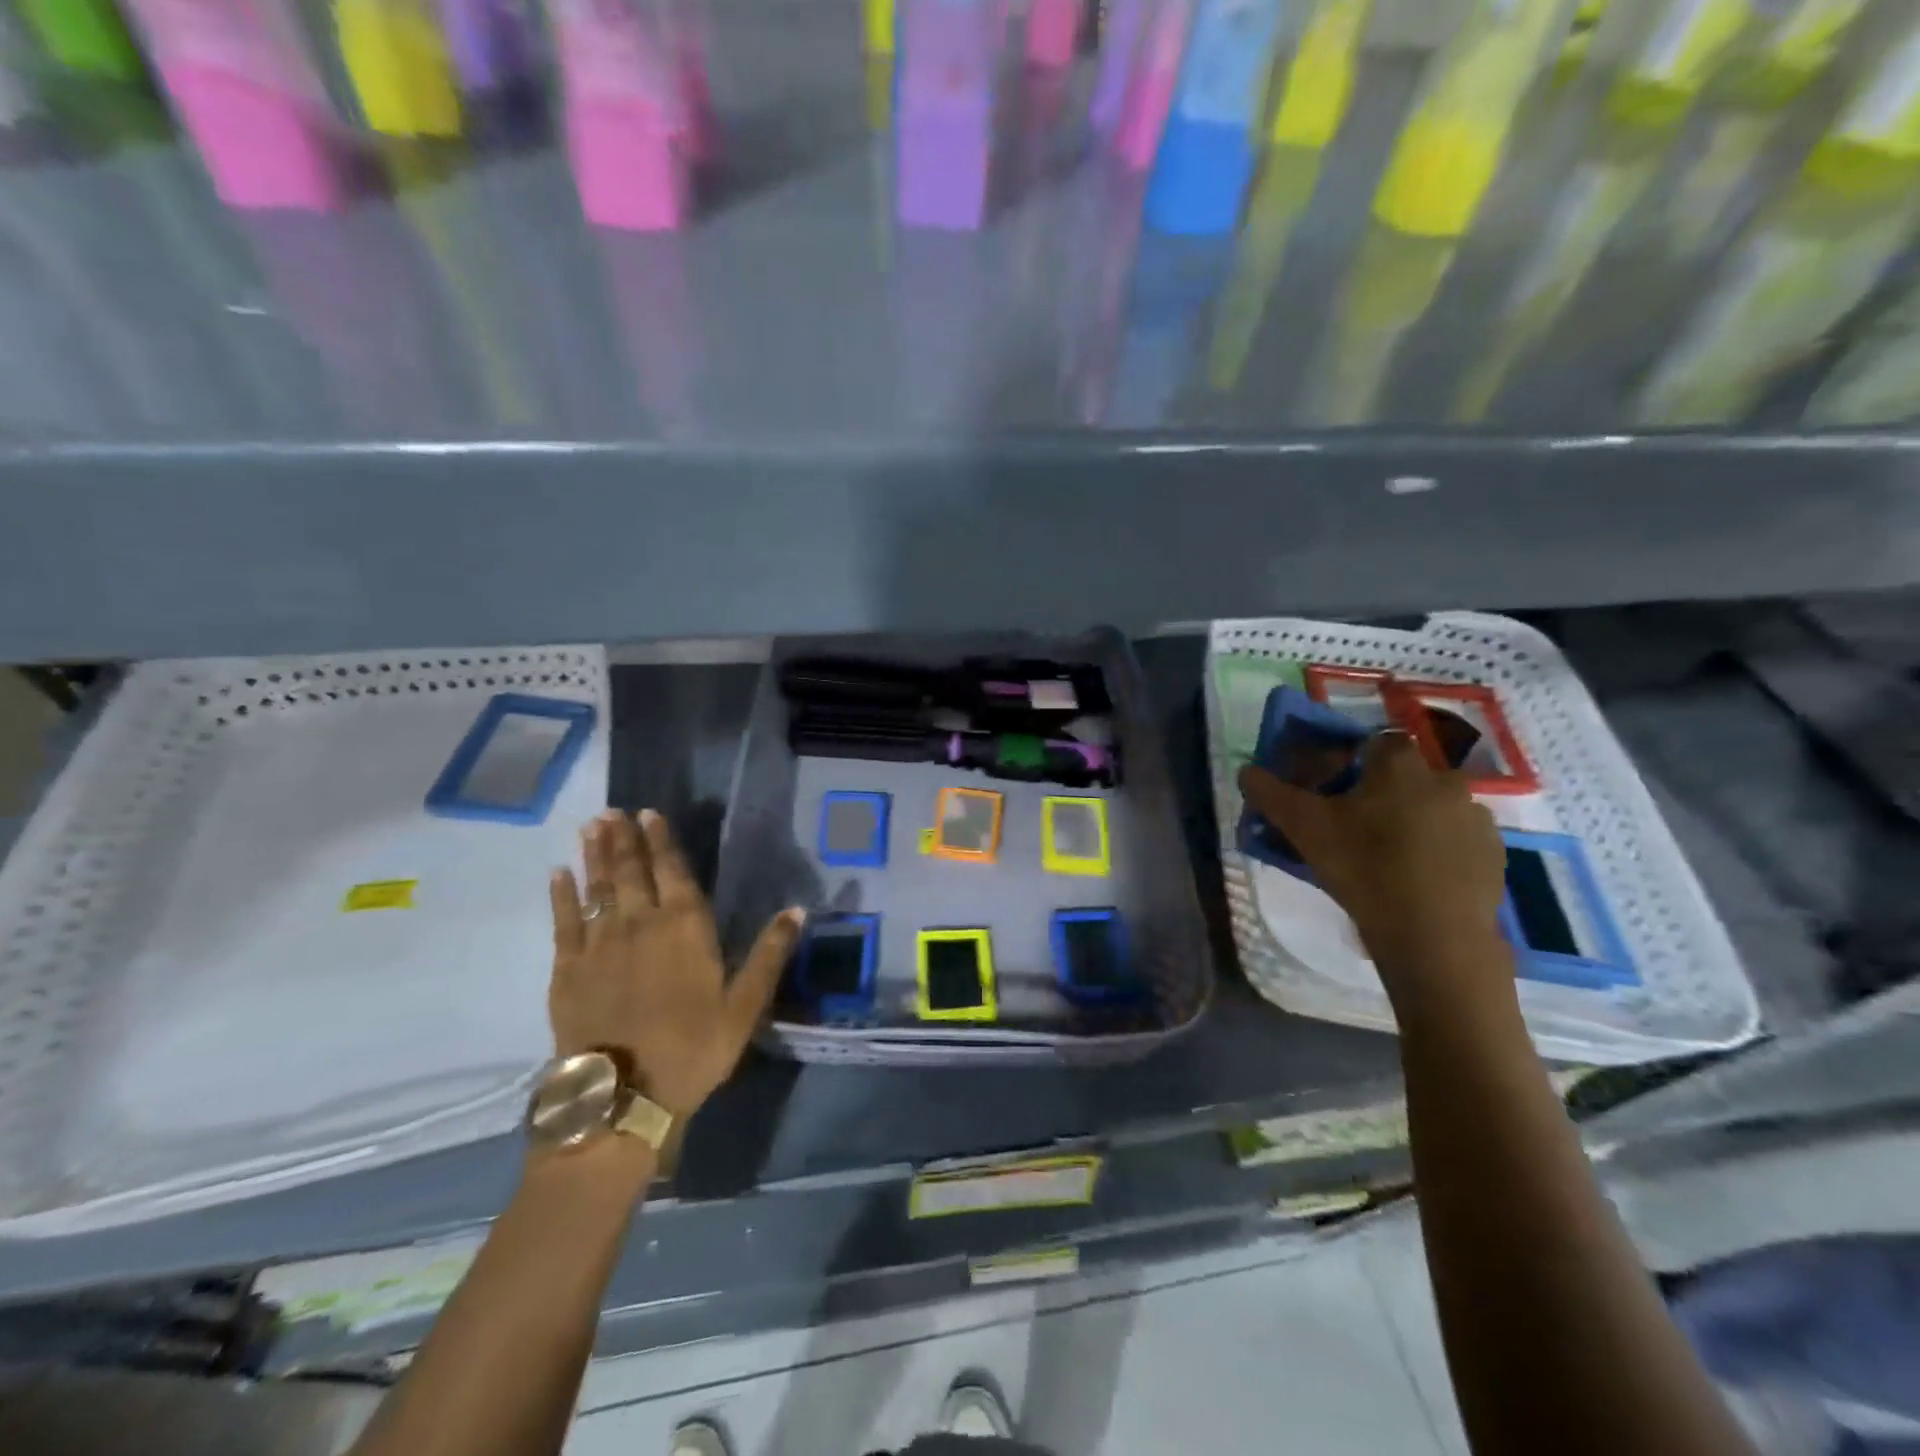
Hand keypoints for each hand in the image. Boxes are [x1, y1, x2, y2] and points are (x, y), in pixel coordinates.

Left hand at [549, 810, 804, 1120]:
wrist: (623, 1099)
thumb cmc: (693, 1049)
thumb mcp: (745, 1006)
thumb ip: (770, 954)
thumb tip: (797, 909)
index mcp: (685, 928)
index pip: (672, 872)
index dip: (661, 841)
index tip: (649, 813)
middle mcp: (640, 924)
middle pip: (631, 872)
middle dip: (624, 839)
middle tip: (614, 811)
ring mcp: (599, 945)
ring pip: (597, 888)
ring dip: (596, 855)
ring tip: (592, 826)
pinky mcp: (567, 970)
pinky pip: (563, 922)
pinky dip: (561, 896)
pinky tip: (558, 874)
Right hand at [1238, 732, 1512, 1016]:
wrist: (1435, 937)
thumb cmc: (1364, 869)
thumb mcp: (1304, 829)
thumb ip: (1271, 793)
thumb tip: (1246, 771)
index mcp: (1400, 766)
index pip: (1375, 742)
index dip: (1351, 761)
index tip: (1332, 790)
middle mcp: (1445, 780)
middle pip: (1405, 776)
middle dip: (1381, 793)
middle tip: (1353, 828)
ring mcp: (1476, 818)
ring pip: (1433, 808)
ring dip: (1411, 821)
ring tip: (1384, 858)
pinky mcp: (1494, 855)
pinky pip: (1456, 840)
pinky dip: (1437, 850)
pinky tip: (1415, 879)